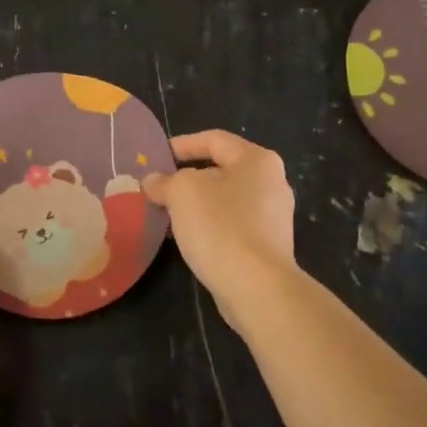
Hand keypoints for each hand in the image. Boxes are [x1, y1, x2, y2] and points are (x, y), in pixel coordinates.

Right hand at [143, 131, 295, 314]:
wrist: (256, 286)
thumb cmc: (220, 226)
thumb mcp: (181, 192)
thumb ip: (164, 181)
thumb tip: (153, 181)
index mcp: (257, 160)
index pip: (214, 140)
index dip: (182, 144)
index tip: (156, 157)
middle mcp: (272, 183)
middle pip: (221, 170)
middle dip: (187, 178)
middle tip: (158, 187)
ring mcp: (273, 218)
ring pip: (225, 200)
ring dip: (196, 204)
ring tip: (167, 214)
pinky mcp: (268, 247)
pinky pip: (232, 226)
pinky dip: (209, 226)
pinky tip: (188, 238)